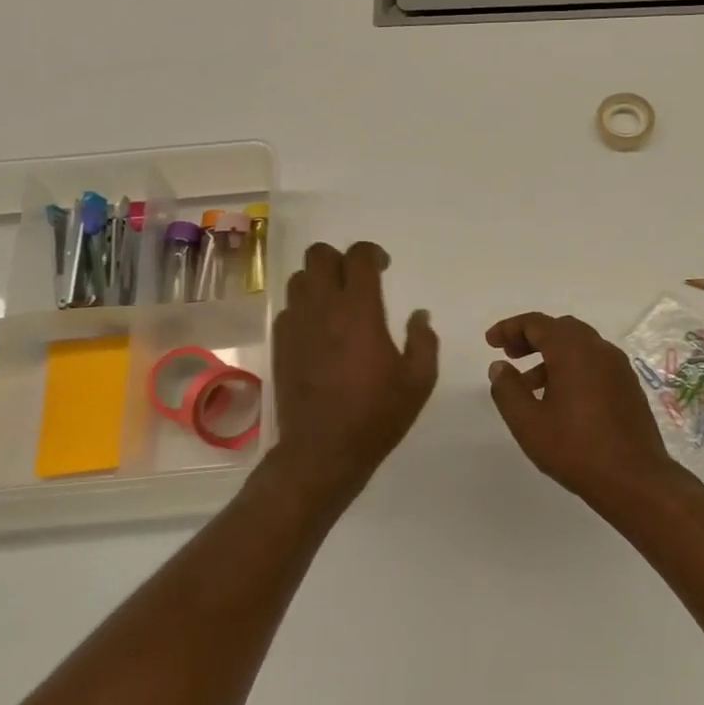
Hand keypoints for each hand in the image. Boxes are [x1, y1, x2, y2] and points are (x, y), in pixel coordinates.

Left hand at [272, 242, 438, 499]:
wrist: (322, 451)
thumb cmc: (376, 415)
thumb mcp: (418, 381)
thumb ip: (423, 341)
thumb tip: (419, 315)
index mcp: (359, 310)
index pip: (358, 256)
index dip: (372, 253)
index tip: (384, 267)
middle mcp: (323, 308)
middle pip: (319, 255)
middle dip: (340, 259)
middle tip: (357, 280)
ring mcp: (296, 325)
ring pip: (299, 279)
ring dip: (319, 281)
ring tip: (337, 303)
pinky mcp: (280, 344)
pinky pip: (288, 309)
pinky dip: (304, 308)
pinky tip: (319, 331)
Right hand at [486, 311, 681, 501]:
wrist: (635, 479)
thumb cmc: (575, 448)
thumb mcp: (528, 422)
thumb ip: (508, 389)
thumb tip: (499, 366)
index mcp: (573, 350)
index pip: (536, 323)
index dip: (510, 328)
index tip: (490, 342)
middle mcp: (599, 349)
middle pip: (560, 329)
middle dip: (531, 338)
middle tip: (510, 356)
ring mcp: (619, 367)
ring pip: (579, 347)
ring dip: (551, 356)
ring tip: (530, 386)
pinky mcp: (629, 387)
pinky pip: (595, 364)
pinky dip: (572, 368)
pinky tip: (560, 400)